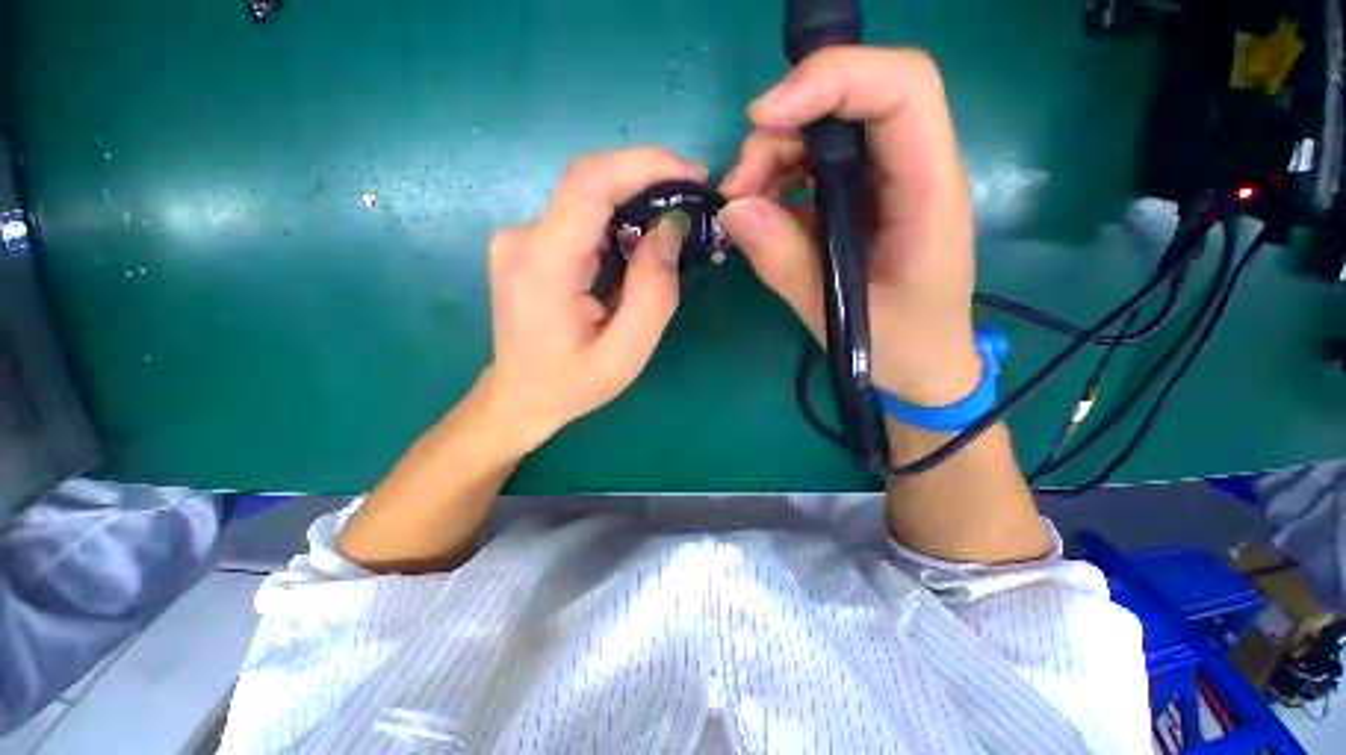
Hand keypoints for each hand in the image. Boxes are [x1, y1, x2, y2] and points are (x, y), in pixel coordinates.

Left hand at [481, 148, 707, 452]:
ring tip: (671, 233)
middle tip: (692, 203)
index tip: (693, 175)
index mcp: (543, 266)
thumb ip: (653, 293)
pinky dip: (616, 223)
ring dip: (634, 206)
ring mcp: (519, 238)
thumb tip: (670, 229)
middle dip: (648, 182)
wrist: (519, 397)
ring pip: (587, 199)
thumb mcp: (626, 352)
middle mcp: (522, 238)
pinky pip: (579, 218)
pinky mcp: (526, 244)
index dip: (645, 164)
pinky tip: (637, 249)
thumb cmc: (572, 383)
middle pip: (590, 183)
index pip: (590, 183)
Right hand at [720, 47, 980, 407]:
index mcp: (928, 193)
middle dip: (782, 130)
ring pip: (825, 132)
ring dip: (772, 158)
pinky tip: (760, 216)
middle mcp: (912, 172)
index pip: (901, 89)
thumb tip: (733, 210)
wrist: (924, 367)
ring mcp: (884, 184)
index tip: (763, 117)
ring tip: (741, 207)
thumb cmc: (900, 346)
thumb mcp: (836, 314)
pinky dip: (778, 181)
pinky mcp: (860, 201)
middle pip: (852, 101)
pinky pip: (815, 168)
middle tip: (737, 188)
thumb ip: (784, 262)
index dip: (833, 78)